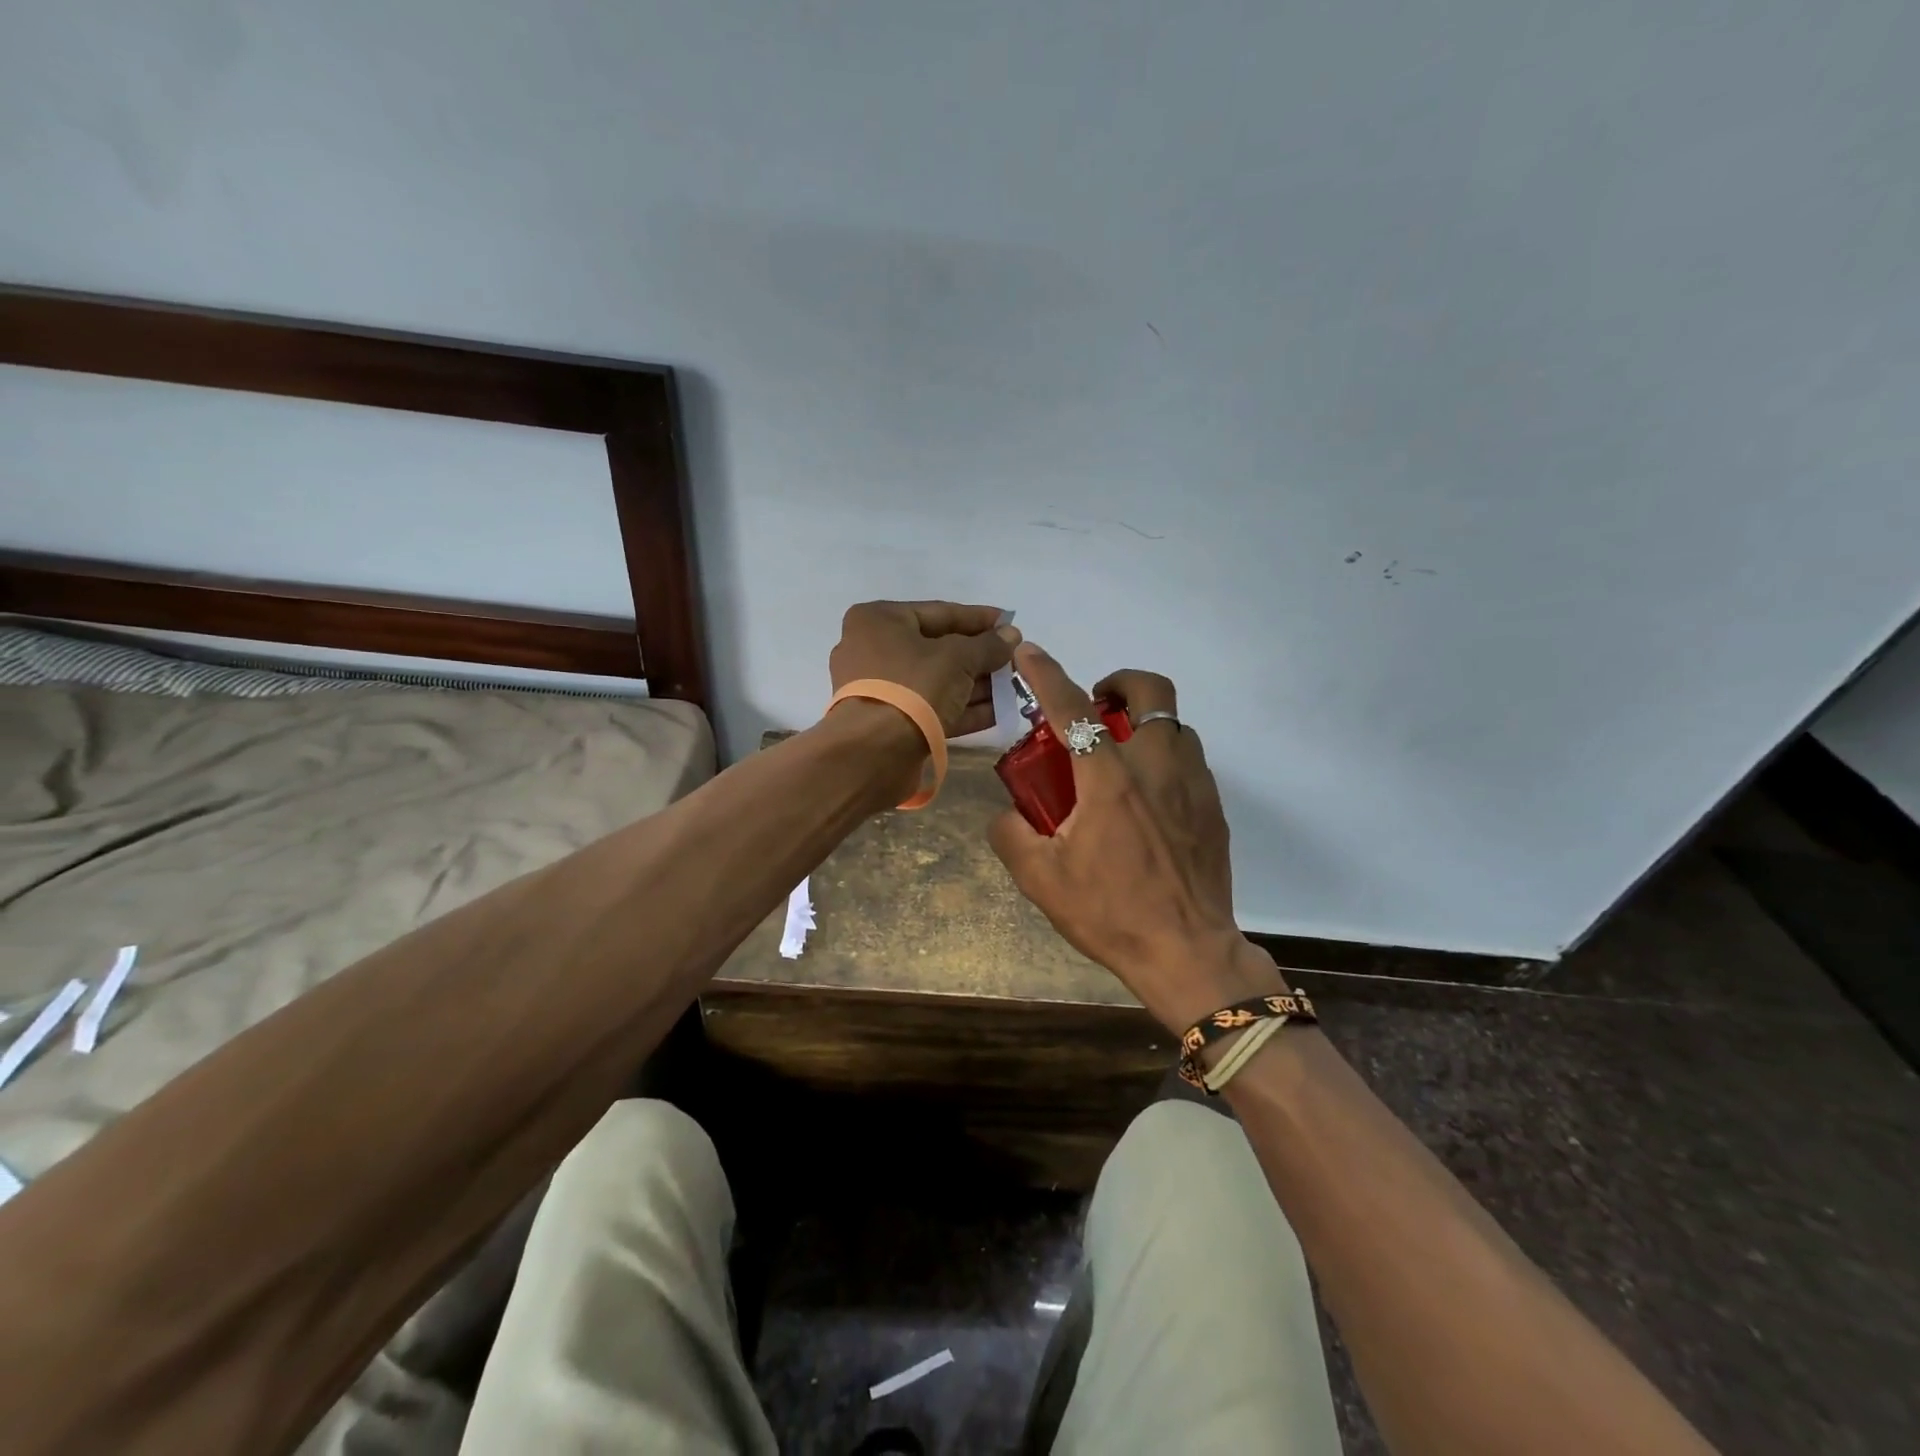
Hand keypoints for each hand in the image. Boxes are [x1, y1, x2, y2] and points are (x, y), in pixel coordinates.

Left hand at [829, 601, 1020, 735]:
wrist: (875, 752)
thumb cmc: (913, 686)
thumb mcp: (958, 658)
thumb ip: (988, 645)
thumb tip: (1011, 635)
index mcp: (879, 620)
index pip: (940, 612)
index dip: (979, 619)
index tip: (1010, 624)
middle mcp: (872, 650)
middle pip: (938, 648)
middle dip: (979, 657)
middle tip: (1014, 661)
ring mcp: (878, 689)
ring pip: (936, 681)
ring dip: (975, 685)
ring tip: (1012, 688)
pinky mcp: (887, 722)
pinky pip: (929, 707)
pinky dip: (961, 708)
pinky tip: (997, 712)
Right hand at [988, 644, 1285, 1031]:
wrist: (1187, 953)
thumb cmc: (1110, 913)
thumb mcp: (1040, 879)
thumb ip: (1011, 834)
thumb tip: (1008, 813)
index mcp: (1109, 779)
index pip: (1071, 708)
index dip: (1046, 673)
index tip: (1029, 651)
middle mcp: (1156, 766)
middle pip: (1150, 691)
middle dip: (1119, 682)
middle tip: (1095, 707)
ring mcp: (1193, 784)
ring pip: (1173, 724)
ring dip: (1143, 723)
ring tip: (1118, 758)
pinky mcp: (1214, 808)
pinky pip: (1189, 761)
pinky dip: (1163, 758)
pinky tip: (1146, 800)